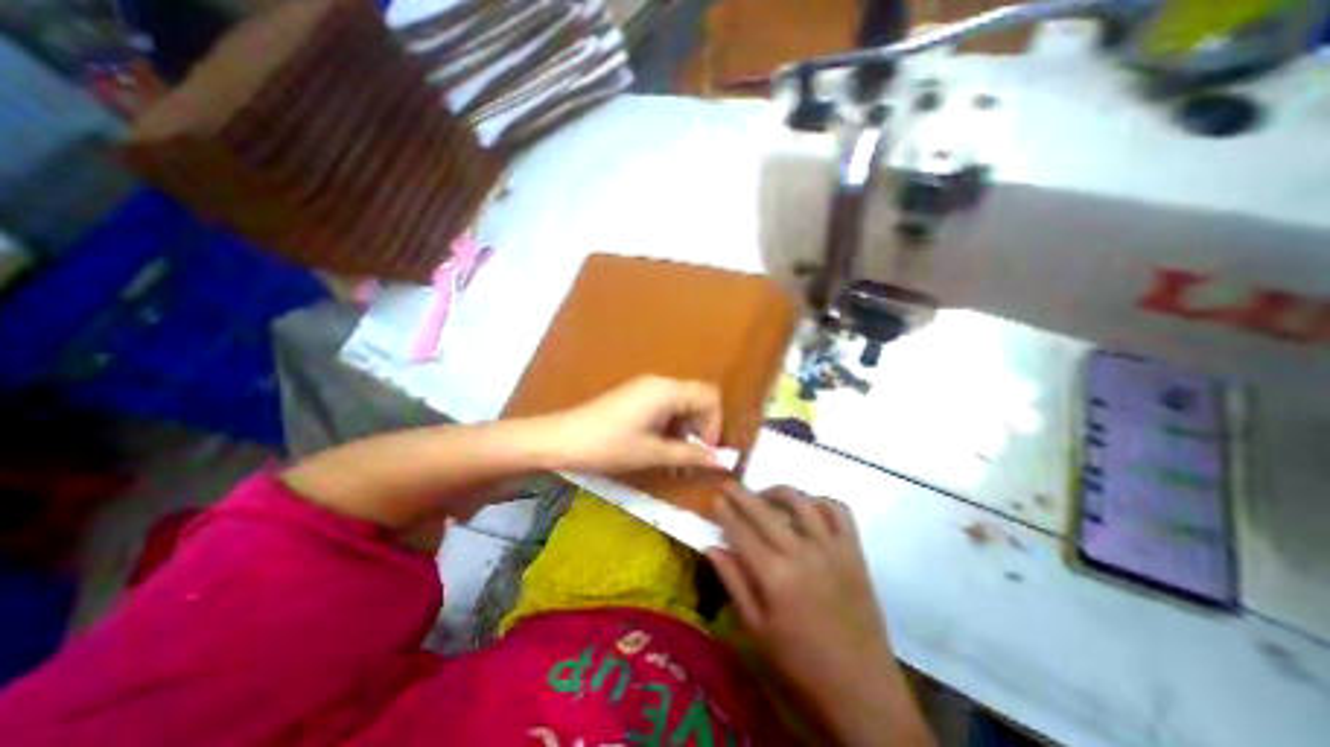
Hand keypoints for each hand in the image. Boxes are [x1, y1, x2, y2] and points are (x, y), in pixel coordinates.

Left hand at [538, 377, 725, 475]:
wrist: (562, 439)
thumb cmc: (609, 445)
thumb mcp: (652, 453)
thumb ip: (690, 455)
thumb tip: (721, 461)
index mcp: (667, 390)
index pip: (710, 397)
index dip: (714, 425)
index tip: (705, 451)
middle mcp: (660, 383)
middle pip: (697, 399)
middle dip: (701, 429)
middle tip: (692, 458)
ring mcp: (646, 389)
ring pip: (681, 405)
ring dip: (685, 431)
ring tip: (676, 460)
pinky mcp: (635, 398)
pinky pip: (664, 408)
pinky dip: (670, 427)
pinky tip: (660, 449)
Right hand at [705, 486, 892, 693]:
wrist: (862, 690)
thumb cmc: (800, 665)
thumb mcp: (756, 630)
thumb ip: (733, 583)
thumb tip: (711, 547)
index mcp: (775, 576)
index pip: (741, 532)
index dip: (725, 512)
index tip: (714, 497)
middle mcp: (802, 553)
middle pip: (765, 511)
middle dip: (743, 494)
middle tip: (730, 484)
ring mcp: (831, 549)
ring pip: (802, 502)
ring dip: (779, 492)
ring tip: (766, 496)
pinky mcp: (854, 553)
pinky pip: (840, 512)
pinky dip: (821, 502)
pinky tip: (808, 507)